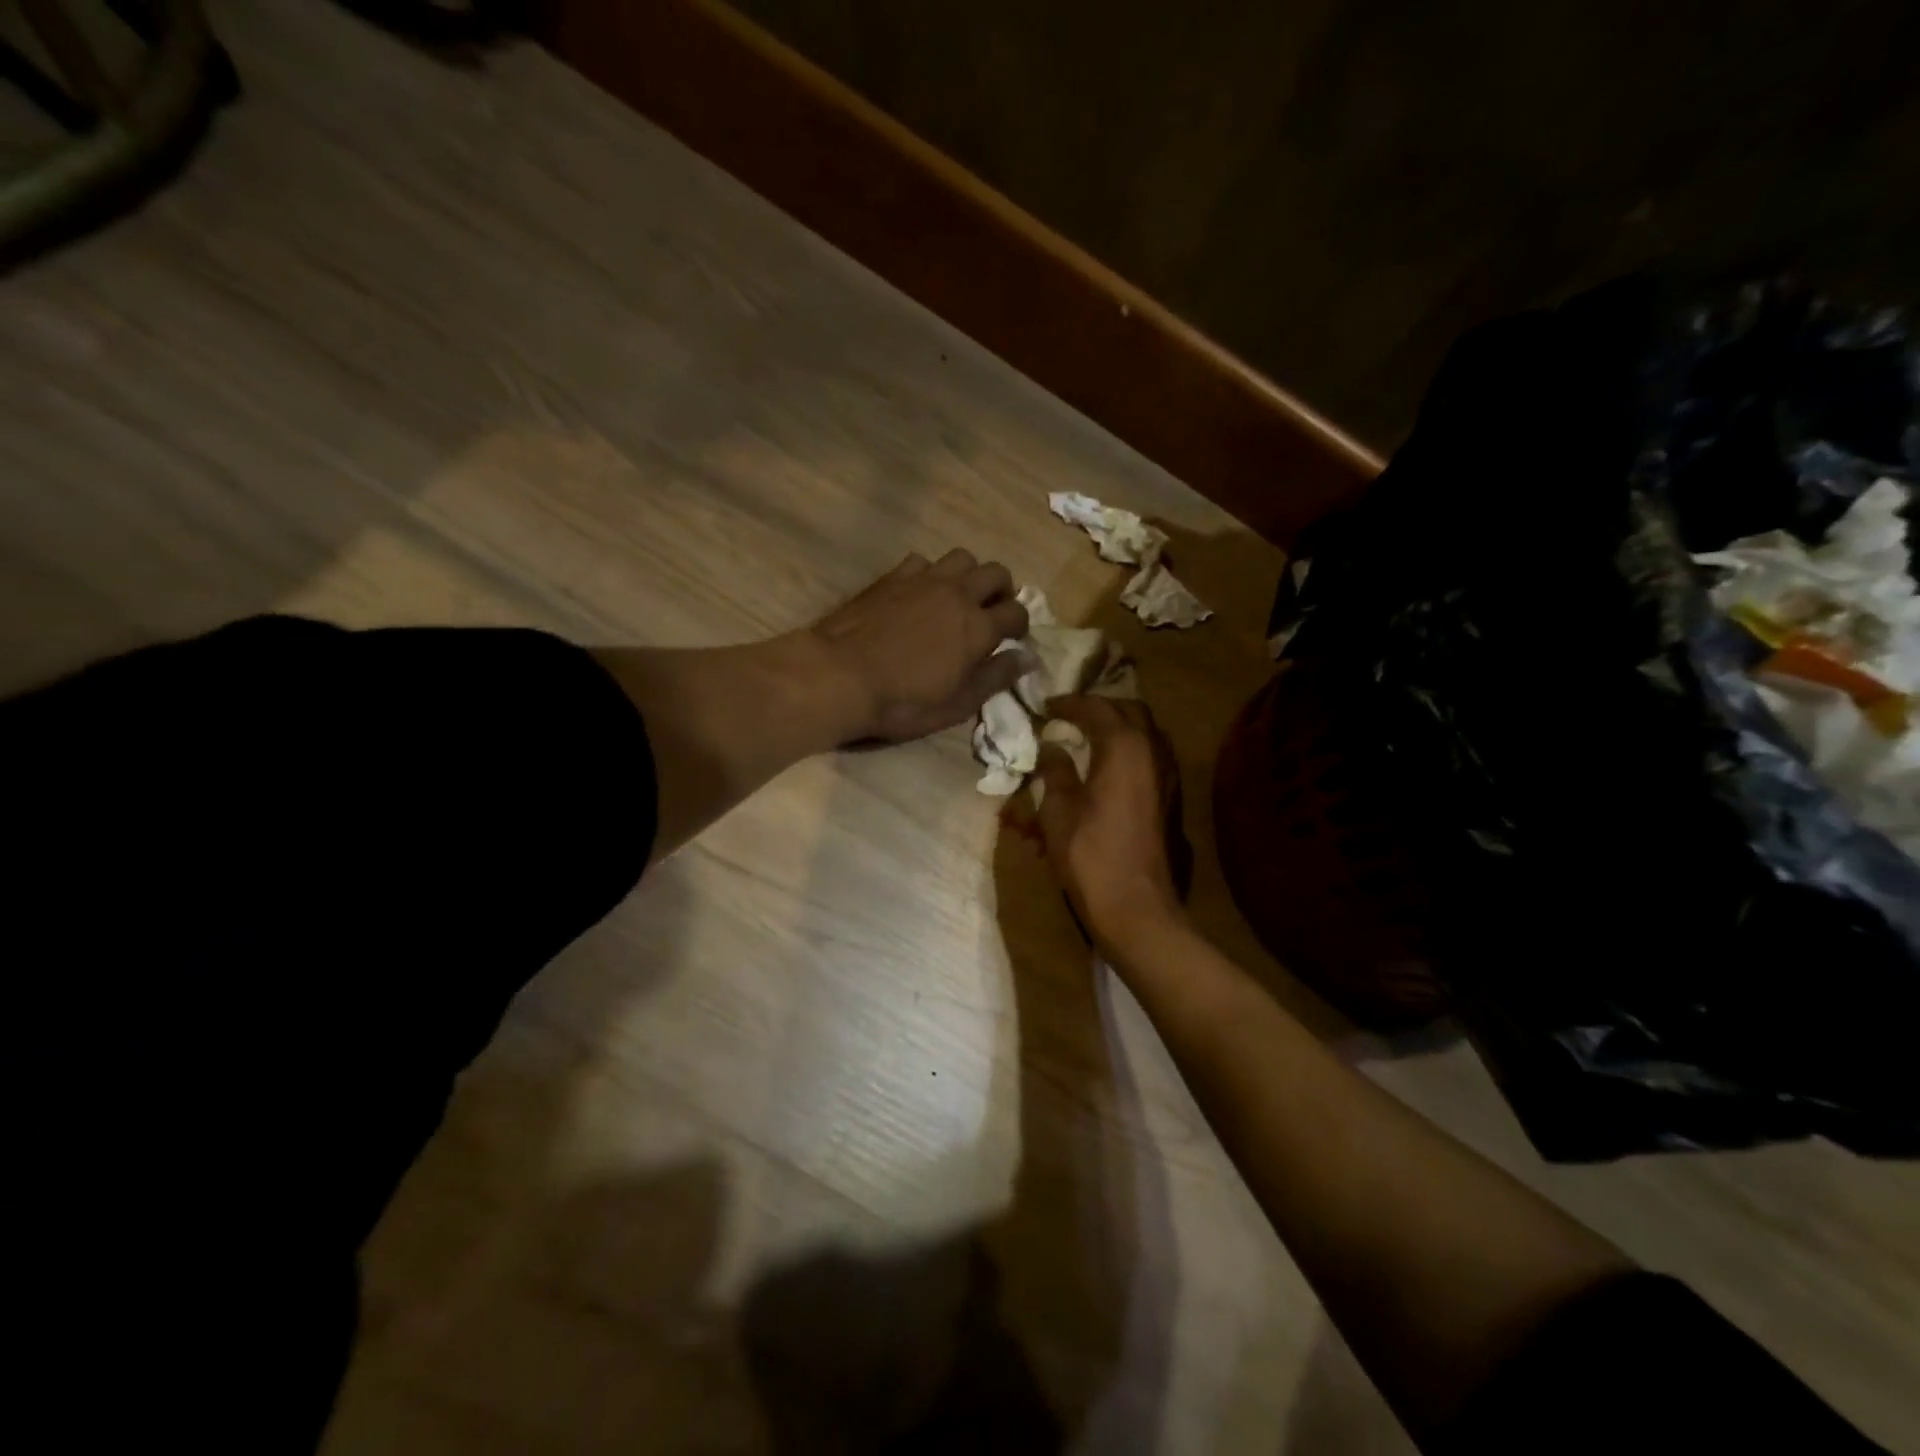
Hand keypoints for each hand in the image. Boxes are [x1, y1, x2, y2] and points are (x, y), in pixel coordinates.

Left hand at [812, 550, 1030, 743]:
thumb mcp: (957, 704)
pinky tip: (919, 593)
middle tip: (992, 611)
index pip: (1017, 612)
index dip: (1020, 626)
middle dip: (1002, 590)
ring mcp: (923, 580)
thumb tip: (1027, 658)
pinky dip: (930, 574)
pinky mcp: (892, 576)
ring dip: (968, 574)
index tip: (1013, 639)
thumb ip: (995, 677)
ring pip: (962, 558)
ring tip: (958, 596)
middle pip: (996, 573)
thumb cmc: (903, 701)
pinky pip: (923, 561)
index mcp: (978, 627)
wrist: (840, 676)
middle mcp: (957, 594)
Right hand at [1032, 695, 1187, 948]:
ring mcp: (1167, 775)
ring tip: (1088, 736)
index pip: (1096, 708)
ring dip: (1118, 727)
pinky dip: (1129, 749)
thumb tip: (1050, 747)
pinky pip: (1151, 756)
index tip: (1045, 706)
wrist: (1135, 905)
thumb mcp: (1058, 810)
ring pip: (1146, 732)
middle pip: (1130, 711)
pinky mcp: (1170, 797)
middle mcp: (1153, 751)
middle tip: (1070, 716)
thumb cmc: (1089, 854)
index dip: (1068, 704)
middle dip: (1099, 708)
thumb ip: (1055, 771)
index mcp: (1124, 746)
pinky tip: (1108, 765)